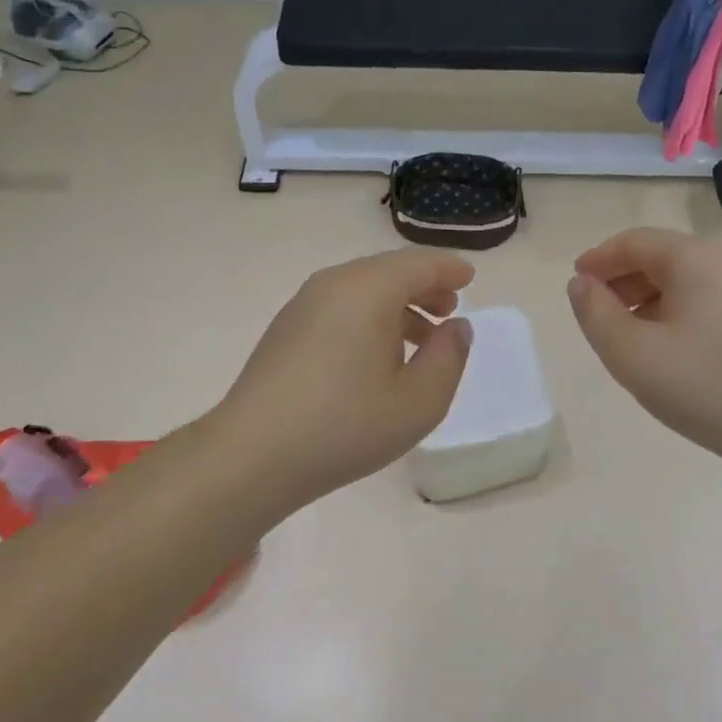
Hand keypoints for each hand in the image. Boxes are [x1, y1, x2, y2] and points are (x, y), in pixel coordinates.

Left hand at [213, 247, 474, 510]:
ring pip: (363, 288)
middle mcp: (335, 283)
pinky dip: (369, 316)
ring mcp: (304, 304)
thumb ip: (449, 356)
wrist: (252, 456)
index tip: (470, 279)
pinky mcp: (286, 328)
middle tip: (449, 310)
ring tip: (420, 337)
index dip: (450, 269)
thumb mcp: (420, 400)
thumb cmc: (346, 425)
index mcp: (369, 289)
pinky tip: (376, 355)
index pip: (420, 264)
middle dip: (424, 286)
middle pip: (389, 271)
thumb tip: (456, 327)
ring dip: (397, 305)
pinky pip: (340, 306)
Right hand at [567, 228, 721, 473]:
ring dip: (645, 296)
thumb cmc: (705, 386)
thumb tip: (582, 283)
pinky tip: (664, 347)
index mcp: (694, 259)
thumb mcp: (632, 353)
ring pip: (682, 279)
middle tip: (595, 311)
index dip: (599, 259)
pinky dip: (672, 310)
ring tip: (625, 333)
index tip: (575, 283)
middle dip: (620, 278)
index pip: (634, 242)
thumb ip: (595, 313)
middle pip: (660, 256)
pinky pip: (703, 298)